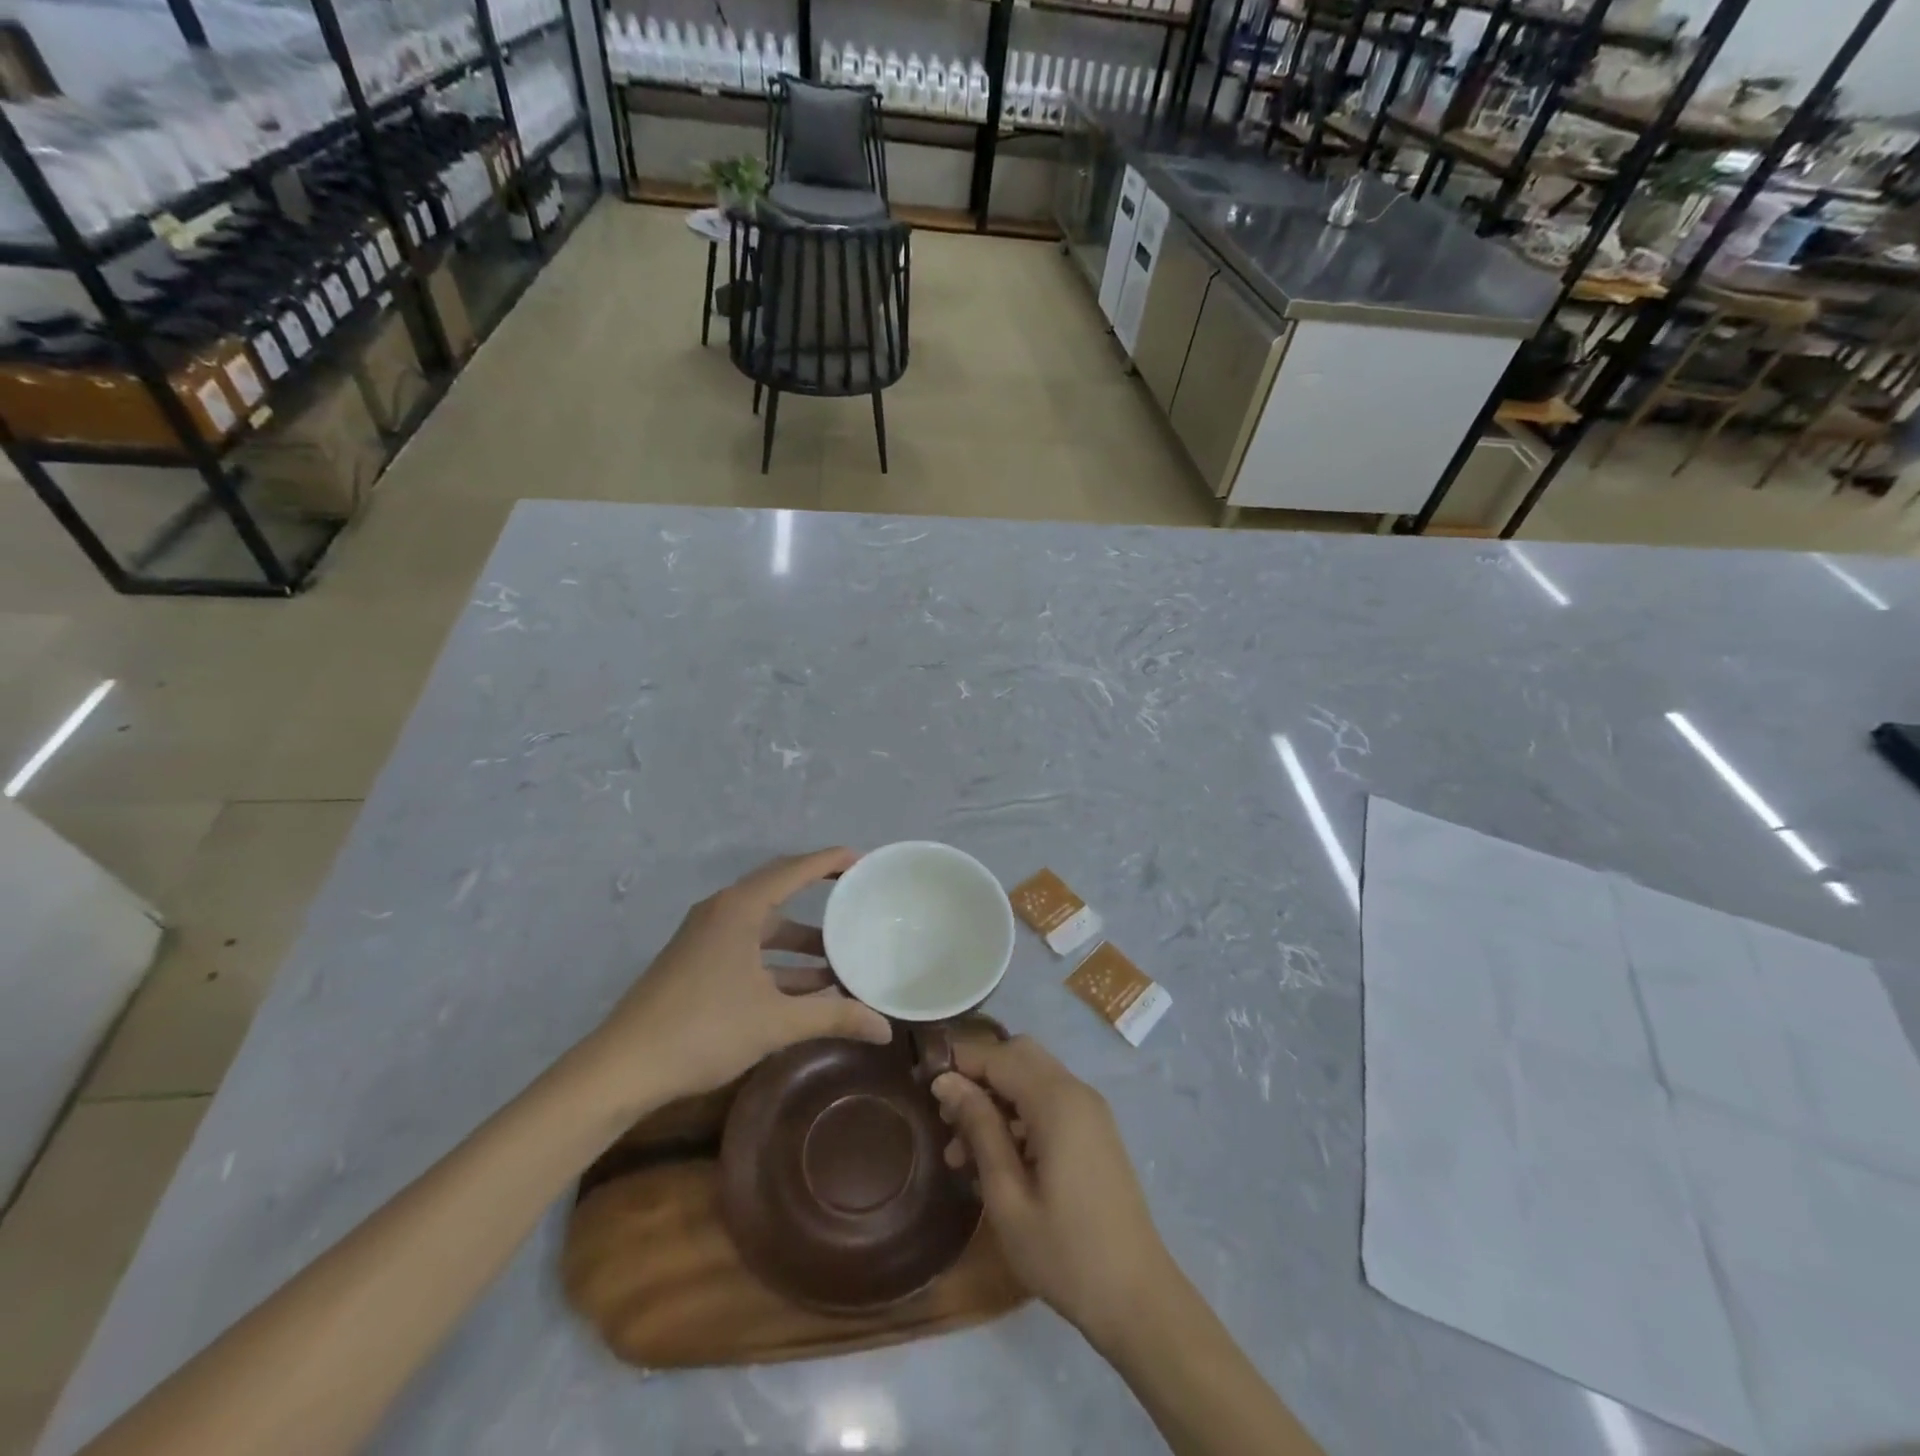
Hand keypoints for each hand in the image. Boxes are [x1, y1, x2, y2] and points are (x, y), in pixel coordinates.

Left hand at [586, 849, 892, 1106]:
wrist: (622, 1069)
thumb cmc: (703, 1030)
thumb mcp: (776, 1022)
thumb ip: (834, 1017)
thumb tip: (886, 1028)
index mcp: (740, 908)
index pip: (795, 869)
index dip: (831, 861)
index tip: (864, 862)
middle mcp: (722, 912)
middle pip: (780, 890)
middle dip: (820, 896)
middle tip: (857, 901)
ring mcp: (706, 937)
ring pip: (765, 927)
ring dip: (801, 941)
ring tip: (841, 958)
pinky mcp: (697, 962)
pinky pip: (749, 948)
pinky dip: (779, 961)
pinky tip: (807, 988)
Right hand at [931, 1036, 1173, 1345]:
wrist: (1138, 1299)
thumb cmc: (1065, 1254)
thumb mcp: (1008, 1196)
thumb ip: (979, 1129)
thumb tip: (946, 1082)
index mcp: (1057, 1102)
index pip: (999, 1056)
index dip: (960, 1063)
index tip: (924, 1087)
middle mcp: (1076, 1092)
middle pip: (1018, 1055)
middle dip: (979, 1076)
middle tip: (946, 1117)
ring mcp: (1090, 1111)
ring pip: (1032, 1078)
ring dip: (996, 1100)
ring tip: (958, 1152)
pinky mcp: (1094, 1132)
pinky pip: (1049, 1102)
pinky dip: (1018, 1115)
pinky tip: (993, 1160)